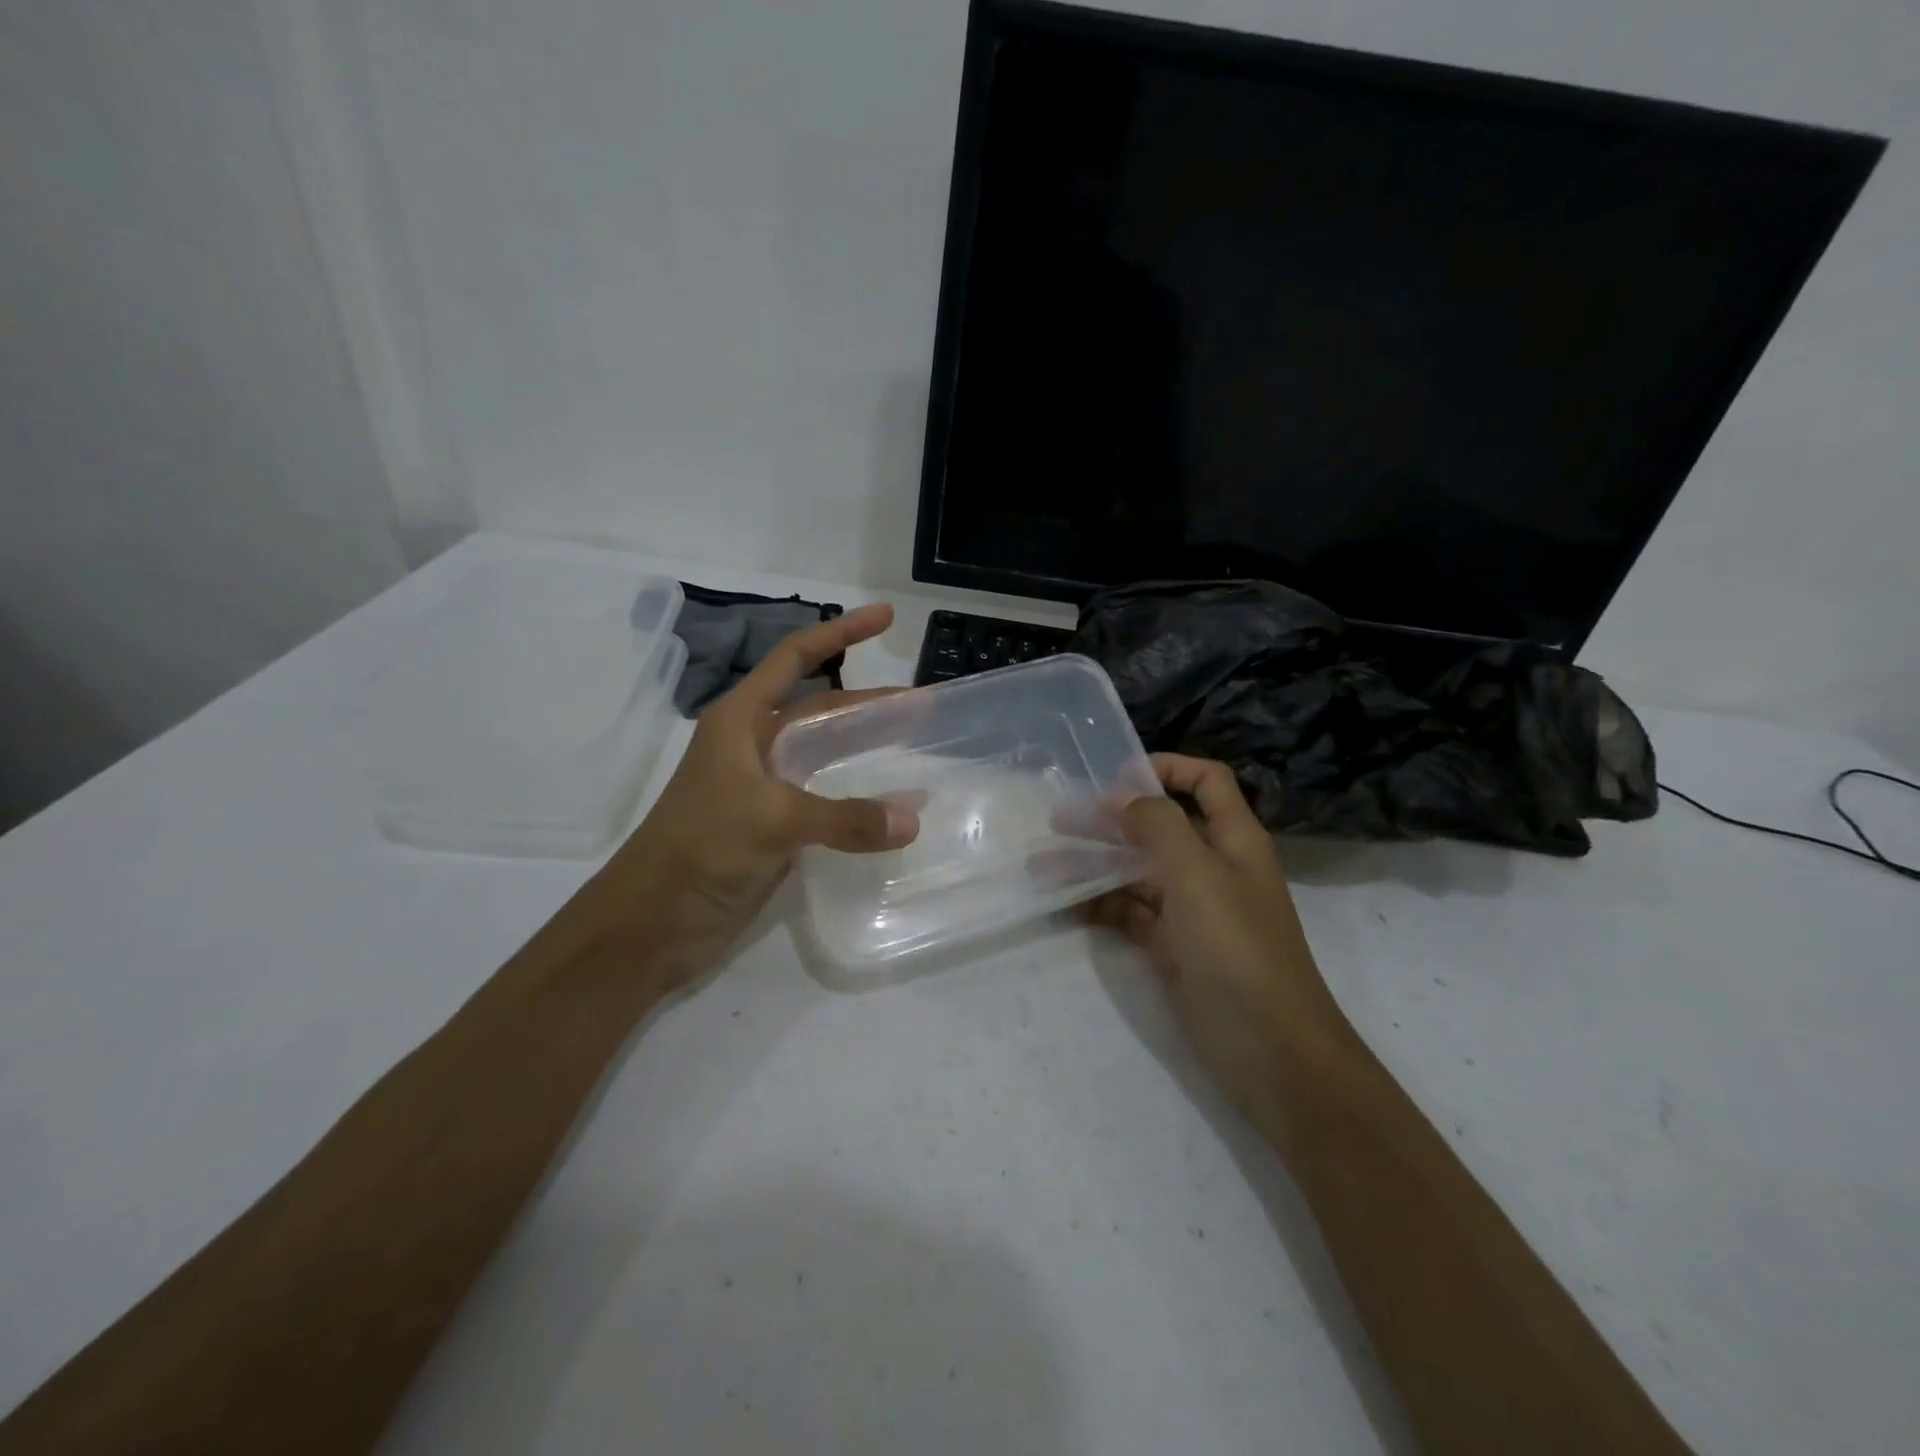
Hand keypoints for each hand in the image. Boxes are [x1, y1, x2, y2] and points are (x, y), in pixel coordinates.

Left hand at [582, 604, 918, 991]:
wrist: (651, 924)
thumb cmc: (699, 849)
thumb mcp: (772, 820)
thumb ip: (845, 818)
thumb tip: (913, 819)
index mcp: (740, 721)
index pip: (795, 660)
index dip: (840, 633)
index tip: (885, 617)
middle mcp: (753, 746)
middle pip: (820, 708)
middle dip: (869, 702)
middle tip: (922, 704)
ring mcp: (764, 789)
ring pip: (825, 755)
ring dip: (865, 747)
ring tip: (913, 743)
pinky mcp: (773, 829)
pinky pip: (826, 802)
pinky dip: (858, 799)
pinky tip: (888, 807)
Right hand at [1089, 754, 1350, 1120]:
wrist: (1269, 1050)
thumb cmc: (1236, 948)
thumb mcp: (1197, 874)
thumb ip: (1158, 825)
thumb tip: (1121, 797)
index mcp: (1233, 839)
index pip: (1206, 781)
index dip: (1166, 768)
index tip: (1114, 778)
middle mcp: (1212, 867)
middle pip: (1159, 826)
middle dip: (1111, 819)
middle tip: (1058, 820)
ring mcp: (1191, 910)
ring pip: (1138, 872)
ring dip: (1095, 864)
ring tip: (1043, 865)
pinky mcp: (1172, 947)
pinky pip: (1131, 913)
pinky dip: (1100, 905)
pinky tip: (1064, 903)